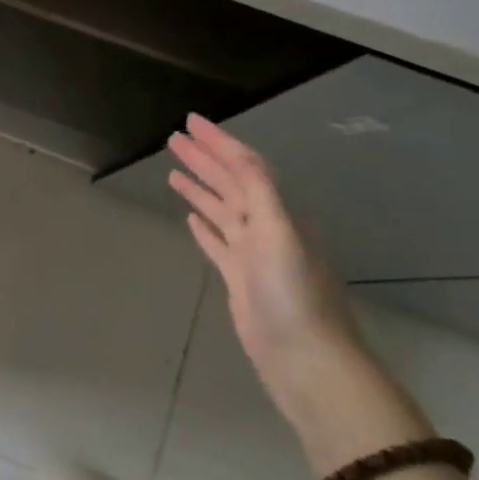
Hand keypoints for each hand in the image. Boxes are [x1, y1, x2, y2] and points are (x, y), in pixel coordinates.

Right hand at [166, 114, 367, 424]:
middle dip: (204, 159)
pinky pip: (218, 243)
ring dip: (200, 189)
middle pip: (229, 184)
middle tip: (173, 138)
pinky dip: (204, 227)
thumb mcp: (279, 234)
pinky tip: (190, 219)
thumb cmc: (293, 294)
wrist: (305, 359)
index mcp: (278, 213)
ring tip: (173, 170)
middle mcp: (266, 227)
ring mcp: (252, 254)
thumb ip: (259, 192)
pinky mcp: (240, 279)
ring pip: (221, 210)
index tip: (190, 121)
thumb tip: (237, 153)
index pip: (245, 167)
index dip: (218, 142)